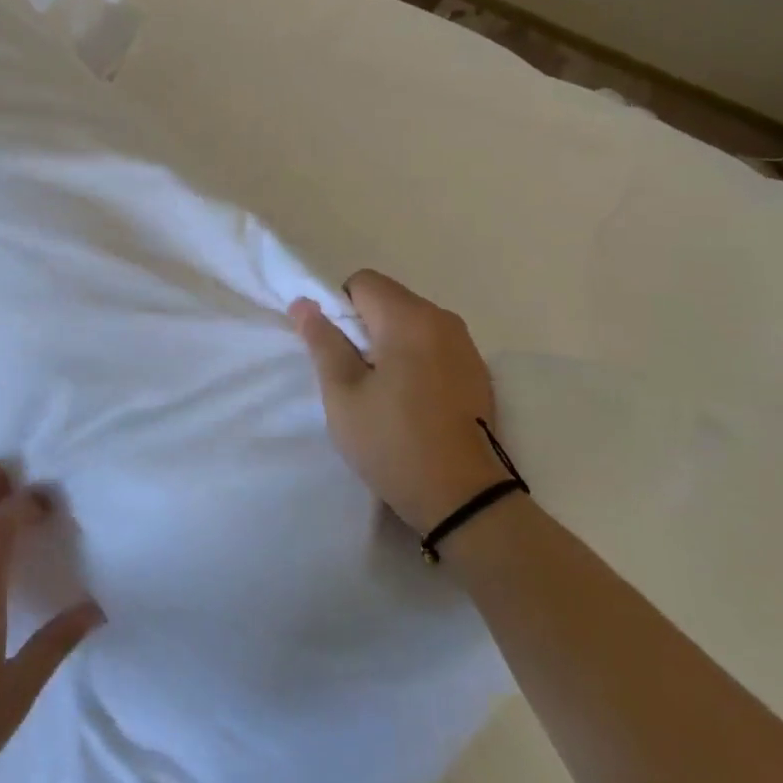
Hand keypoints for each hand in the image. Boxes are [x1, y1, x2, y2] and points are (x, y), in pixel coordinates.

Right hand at [291, 271, 507, 533]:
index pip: (363, 282)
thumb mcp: (343, 395)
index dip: (339, 308)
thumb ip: (323, 342)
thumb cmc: (394, 443)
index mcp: (409, 318)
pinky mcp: (478, 371)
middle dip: (365, 327)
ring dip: (391, 343)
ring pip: (413, 322)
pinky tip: (413, 402)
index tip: (337, 351)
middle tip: (355, 376)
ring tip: (384, 393)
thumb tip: (304, 303)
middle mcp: (443, 319)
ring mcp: (466, 345)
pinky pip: (435, 345)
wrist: (466, 500)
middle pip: (390, 299)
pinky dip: (417, 359)